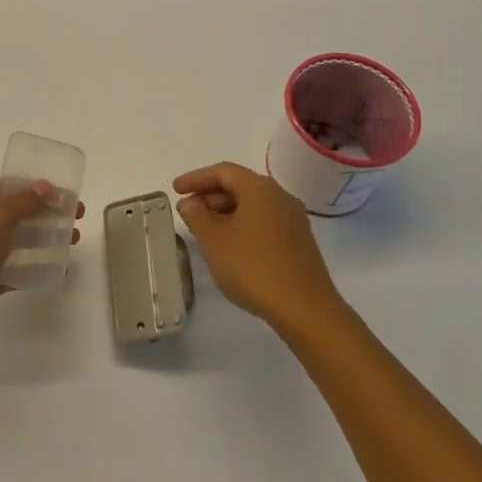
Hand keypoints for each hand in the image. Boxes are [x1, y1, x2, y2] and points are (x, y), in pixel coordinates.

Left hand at [0, 179, 84, 353]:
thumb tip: (46, 186)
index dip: (39, 188)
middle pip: (17, 213)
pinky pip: (14, 270)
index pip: (10, 187)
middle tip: (77, 219)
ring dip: (45, 239)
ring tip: (73, 242)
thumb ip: (24, 201)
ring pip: (18, 242)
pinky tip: (57, 269)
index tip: (68, 196)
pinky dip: (34, 268)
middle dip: (47, 214)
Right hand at [173, 162, 344, 334]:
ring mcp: (293, 220)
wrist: (306, 310)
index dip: (196, 178)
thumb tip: (190, 202)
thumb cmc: (253, 267)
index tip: (175, 189)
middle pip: (240, 186)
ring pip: (253, 205)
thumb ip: (197, 216)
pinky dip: (243, 225)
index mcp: (260, 188)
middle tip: (188, 211)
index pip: (223, 171)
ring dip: (226, 212)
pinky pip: (264, 222)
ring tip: (205, 230)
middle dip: (210, 195)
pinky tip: (231, 246)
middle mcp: (280, 196)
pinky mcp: (299, 242)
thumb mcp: (214, 240)